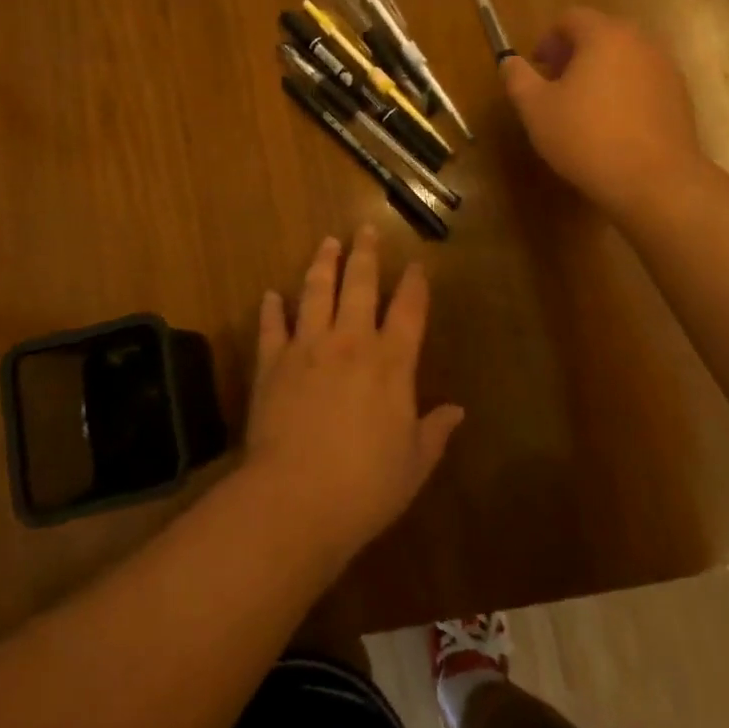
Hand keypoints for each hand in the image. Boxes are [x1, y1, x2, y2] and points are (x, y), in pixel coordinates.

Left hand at [245, 227, 463, 563]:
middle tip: (366, 229)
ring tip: (327, 242)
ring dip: (323, 264)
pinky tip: (271, 295)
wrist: (295, 498)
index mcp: (392, 364)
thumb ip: (434, 432)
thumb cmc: (364, 486)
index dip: (414, 284)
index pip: (408, 311)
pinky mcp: (272, 362)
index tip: (415, 264)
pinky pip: (271, 326)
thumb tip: (458, 411)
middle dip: (365, 255)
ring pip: (316, 292)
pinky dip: (271, 308)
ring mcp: (307, 347)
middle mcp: (350, 343)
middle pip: (360, 286)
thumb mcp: (413, 465)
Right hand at [502, 7, 711, 225]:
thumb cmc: (586, 137)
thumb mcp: (536, 109)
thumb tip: (509, 61)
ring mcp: (665, 68)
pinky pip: (643, 81)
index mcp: (604, 36)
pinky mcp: (680, 96)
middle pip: (601, 34)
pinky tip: (613, 125)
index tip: (538, 68)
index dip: (548, 39)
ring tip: (584, 108)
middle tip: (557, 86)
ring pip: (624, 58)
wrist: (654, 180)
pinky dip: (624, 91)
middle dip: (575, 54)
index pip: (572, 18)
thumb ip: (518, 78)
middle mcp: (640, 42)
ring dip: (601, 72)